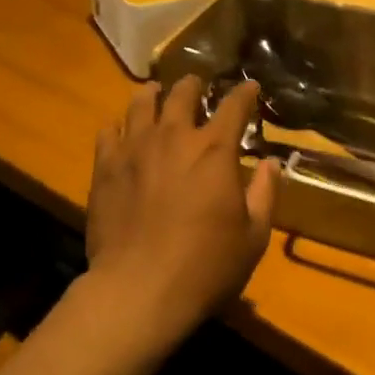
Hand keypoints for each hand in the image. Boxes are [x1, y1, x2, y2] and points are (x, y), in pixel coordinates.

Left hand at [83, 76, 279, 348]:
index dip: (245, 93)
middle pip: (183, 94)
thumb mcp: (253, 237)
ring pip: (141, 103)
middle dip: (194, 85)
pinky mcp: (105, 166)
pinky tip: (120, 129)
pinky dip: (118, 125)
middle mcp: (174, 137)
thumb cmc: (205, 266)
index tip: (250, 86)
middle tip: (197, 85)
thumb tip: (270, 163)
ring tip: (155, 93)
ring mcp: (135, 148)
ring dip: (153, 95)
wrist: (138, 289)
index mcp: (215, 150)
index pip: (234, 106)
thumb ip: (264, 194)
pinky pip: (108, 131)